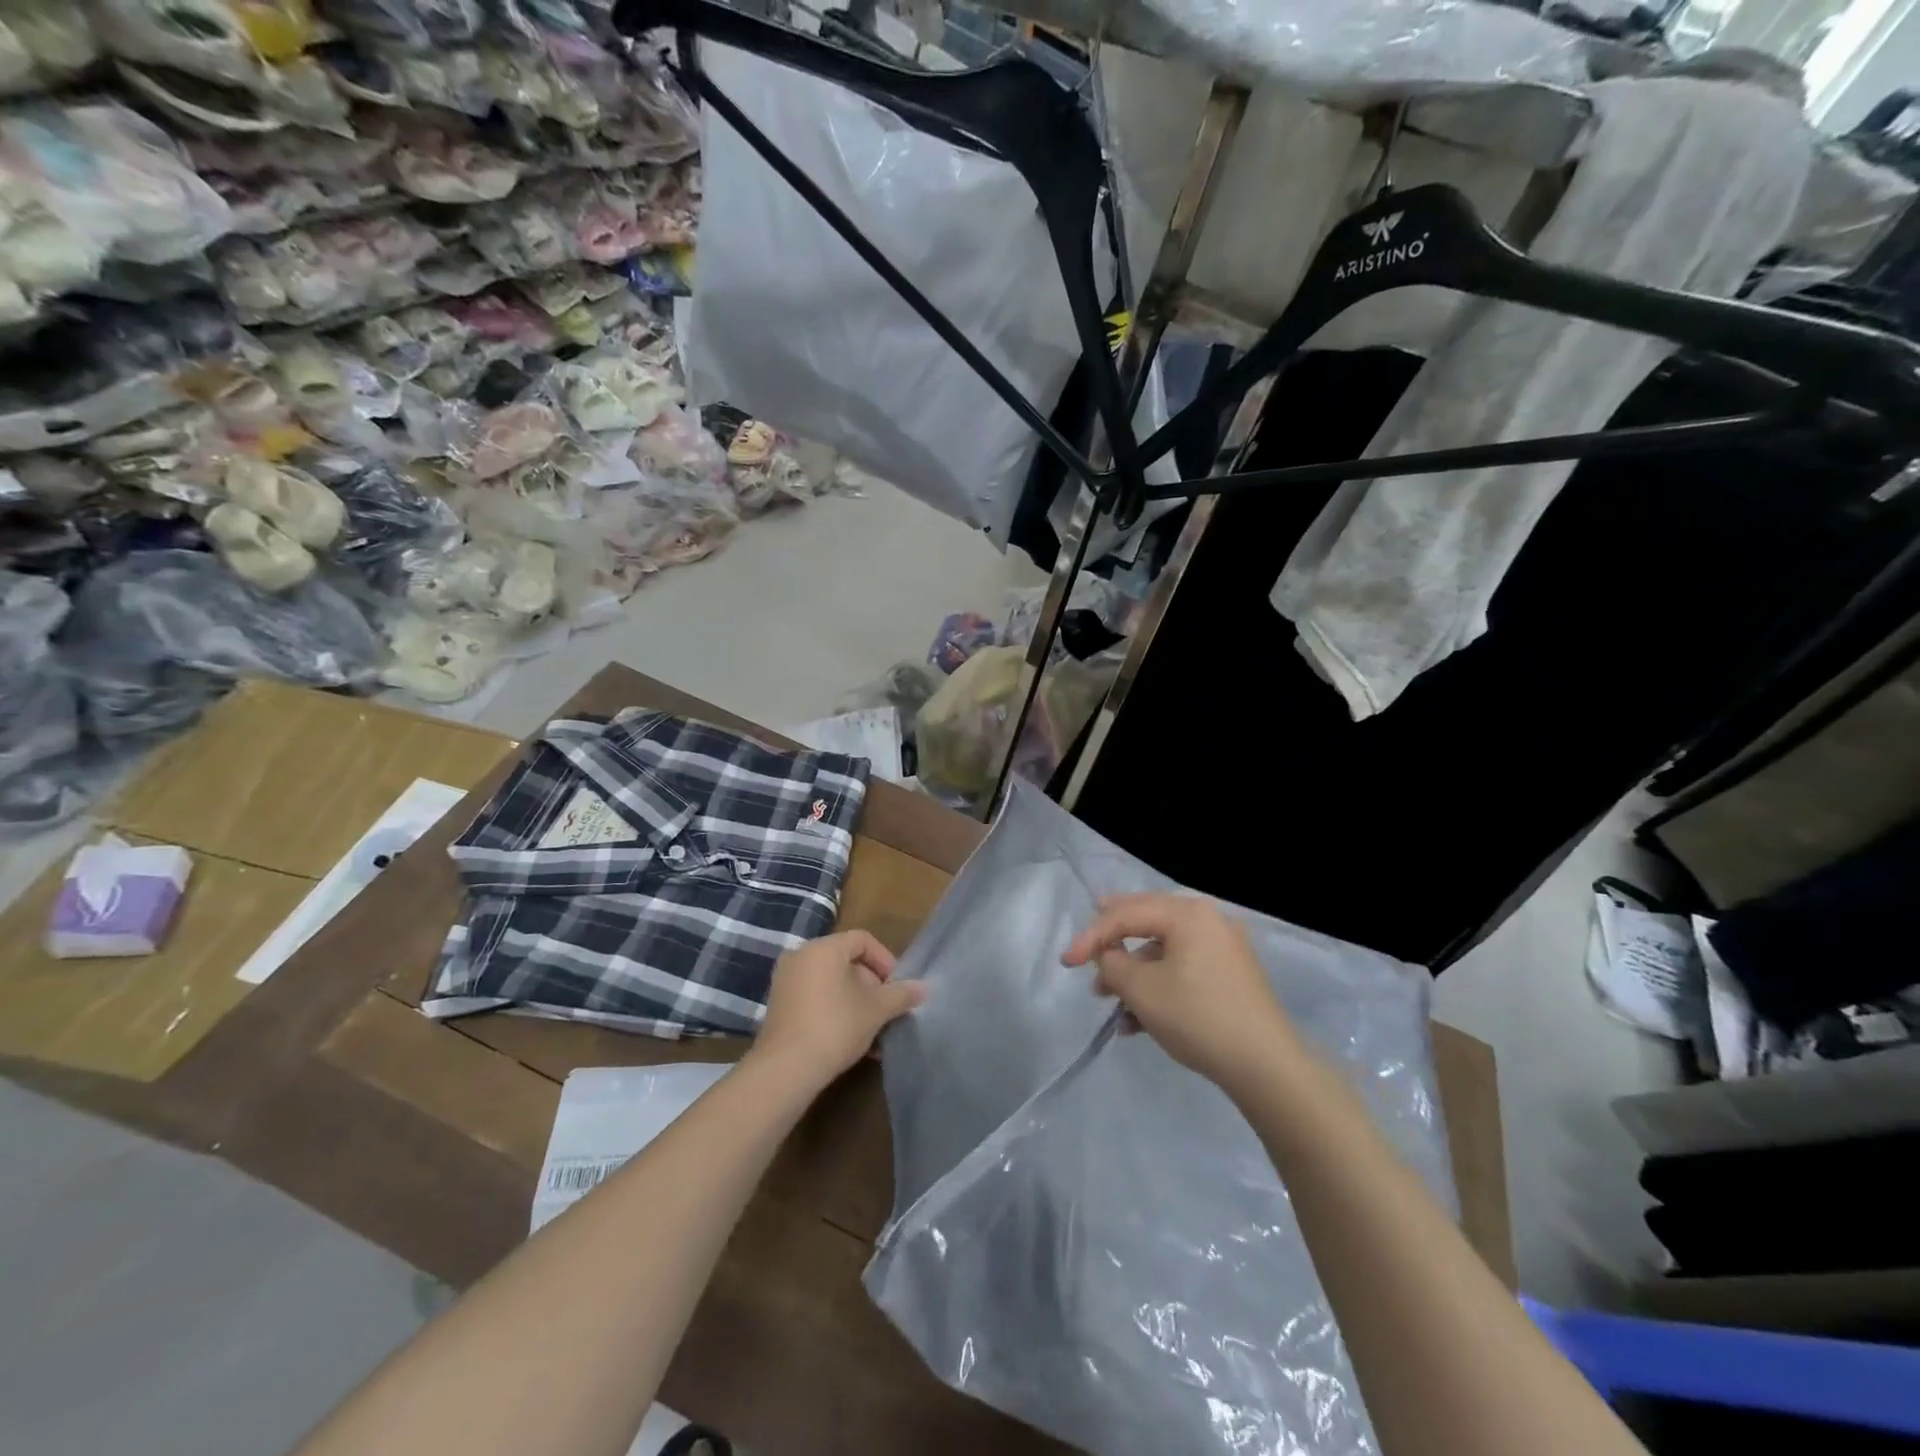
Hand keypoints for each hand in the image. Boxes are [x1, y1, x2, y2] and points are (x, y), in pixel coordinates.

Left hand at [751, 929, 927, 1086]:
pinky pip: (815, 999)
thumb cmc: (835, 1027)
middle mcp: (800, 957)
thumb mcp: (876, 1010)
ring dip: (856, 1003)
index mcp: (823, 948)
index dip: (885, 960)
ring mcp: (785, 982)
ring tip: (874, 1031)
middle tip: (886, 1010)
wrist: (785, 1070)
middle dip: (871, 986)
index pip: (862, 940)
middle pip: (846, 962)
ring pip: (832, 984)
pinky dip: (836, 1011)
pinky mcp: (779, 1007)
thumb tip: (923, 988)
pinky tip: (853, 1041)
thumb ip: (901, 994)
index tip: (897, 986)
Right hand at [1062, 893, 1298, 1093]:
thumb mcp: (1141, 989)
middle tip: (1085, 952)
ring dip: (1134, 975)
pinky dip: (1158, 988)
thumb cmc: (1197, 1016)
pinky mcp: (1232, 977)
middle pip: (1147, 924)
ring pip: (1164, 952)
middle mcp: (1209, 920)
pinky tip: (1138, 1023)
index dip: (1091, 936)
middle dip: (1113, 946)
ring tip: (1111, 1006)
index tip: (1066, 962)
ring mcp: (1224, 949)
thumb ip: (1112, 963)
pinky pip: (1183, 970)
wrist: (1266, 1066)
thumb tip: (1107, 955)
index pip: (1126, 914)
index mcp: (1188, 913)